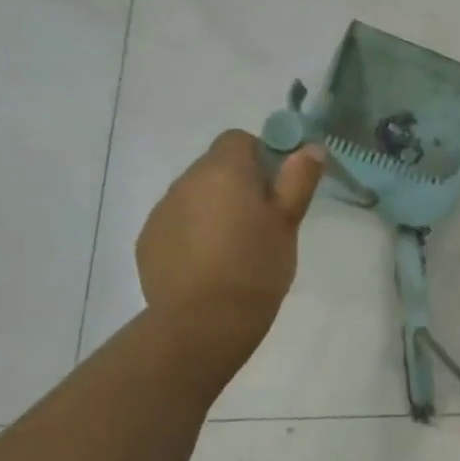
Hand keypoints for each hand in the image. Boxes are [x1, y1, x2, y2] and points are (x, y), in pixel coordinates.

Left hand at [135, 130, 324, 359]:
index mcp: (222, 171)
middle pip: (215, 167)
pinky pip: (178, 224)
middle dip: (239, 185)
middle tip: (264, 222)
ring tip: (237, 248)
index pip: (238, 139)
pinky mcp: (148, 241)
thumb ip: (298, 179)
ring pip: (195, 197)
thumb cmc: (256, 266)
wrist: (204, 321)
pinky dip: (195, 234)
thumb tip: (310, 148)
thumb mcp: (288, 222)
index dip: (262, 156)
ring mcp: (161, 212)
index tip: (278, 188)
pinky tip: (211, 265)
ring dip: (215, 210)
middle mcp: (185, 182)